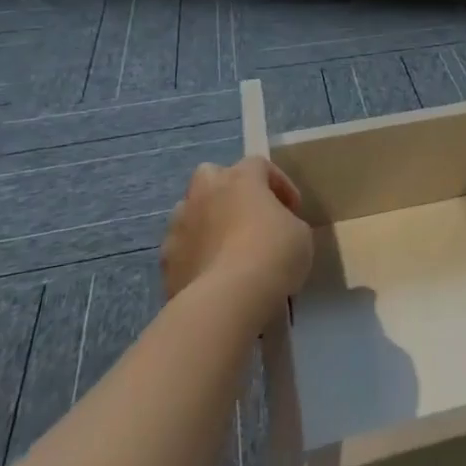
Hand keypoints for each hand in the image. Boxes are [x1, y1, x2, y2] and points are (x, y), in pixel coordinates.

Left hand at [163, 156, 312, 321]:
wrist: (228, 300)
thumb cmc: (273, 254)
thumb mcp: (299, 234)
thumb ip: (285, 222)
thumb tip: (275, 231)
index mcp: (240, 178)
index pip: (259, 165)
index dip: (278, 183)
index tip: (292, 209)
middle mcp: (205, 192)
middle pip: (211, 175)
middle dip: (226, 190)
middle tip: (246, 215)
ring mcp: (180, 225)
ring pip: (189, 211)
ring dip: (206, 222)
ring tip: (226, 249)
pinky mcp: (166, 260)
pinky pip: (182, 248)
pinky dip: (194, 256)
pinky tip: (211, 275)